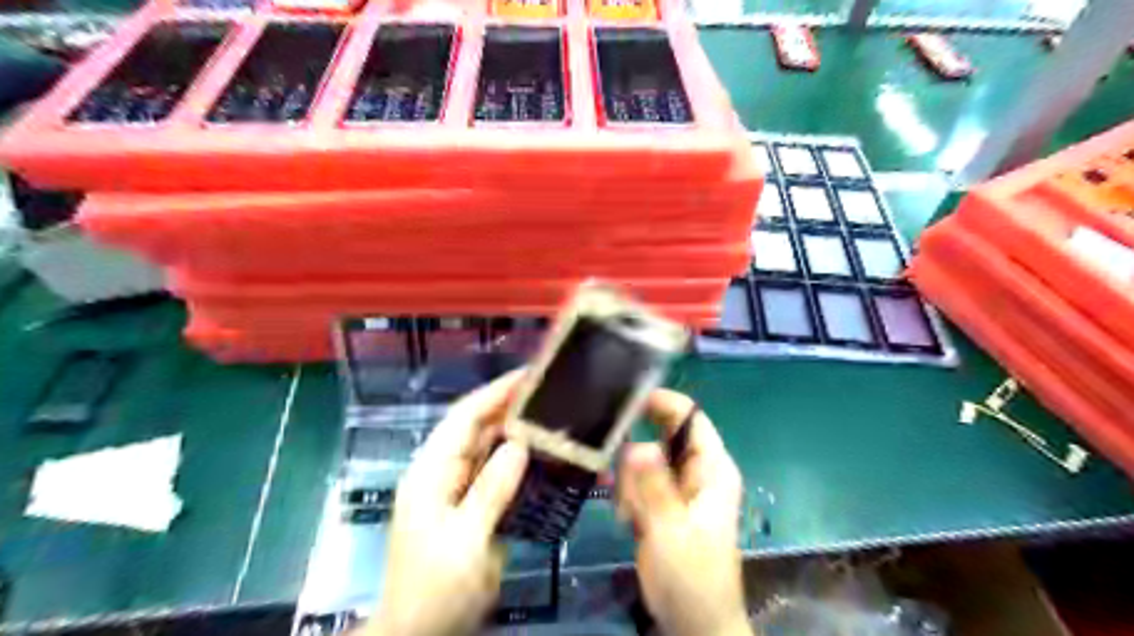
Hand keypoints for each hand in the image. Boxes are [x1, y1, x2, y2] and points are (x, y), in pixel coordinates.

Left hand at [374, 372, 531, 634]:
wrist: (417, 634)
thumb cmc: (435, 588)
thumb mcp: (465, 540)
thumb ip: (491, 490)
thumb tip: (519, 443)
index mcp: (431, 472)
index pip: (463, 418)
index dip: (494, 393)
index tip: (528, 375)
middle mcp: (442, 473)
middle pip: (476, 429)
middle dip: (509, 408)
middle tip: (551, 394)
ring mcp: (455, 491)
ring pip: (487, 450)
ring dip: (516, 433)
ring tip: (553, 418)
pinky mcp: (470, 508)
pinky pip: (495, 475)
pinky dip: (517, 462)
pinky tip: (542, 458)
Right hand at [620, 388, 750, 635]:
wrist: (692, 621)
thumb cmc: (691, 577)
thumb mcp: (671, 530)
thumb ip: (652, 486)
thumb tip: (635, 444)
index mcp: (712, 469)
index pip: (691, 418)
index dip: (663, 402)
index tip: (626, 400)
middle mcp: (697, 470)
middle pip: (661, 436)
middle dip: (637, 456)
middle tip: (623, 482)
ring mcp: (678, 486)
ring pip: (643, 460)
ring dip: (630, 483)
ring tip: (632, 515)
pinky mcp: (662, 502)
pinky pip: (637, 482)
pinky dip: (628, 496)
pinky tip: (630, 521)